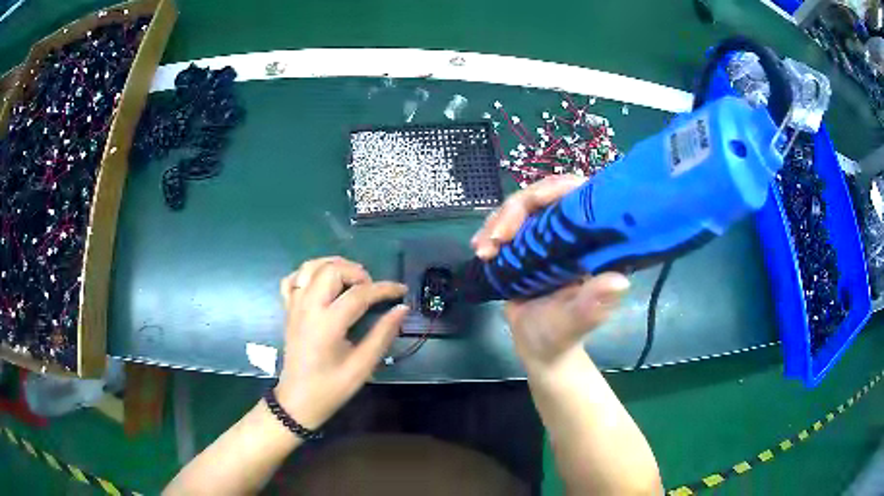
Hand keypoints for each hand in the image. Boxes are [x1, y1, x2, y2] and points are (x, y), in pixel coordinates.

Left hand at [275, 257, 407, 428]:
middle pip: (331, 270)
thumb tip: (402, 309)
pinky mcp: (288, 310)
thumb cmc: (331, 388)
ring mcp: (294, 306)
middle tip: (371, 289)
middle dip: (357, 272)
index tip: (401, 291)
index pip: (359, 293)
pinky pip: (292, 279)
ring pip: (310, 267)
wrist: (297, 400)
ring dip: (333, 265)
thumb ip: (382, 335)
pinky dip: (307, 274)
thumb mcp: (362, 366)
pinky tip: (321, 284)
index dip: (384, 289)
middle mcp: (308, 308)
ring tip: (350, 279)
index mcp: (327, 324)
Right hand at [471, 175, 629, 369]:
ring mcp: (548, 237)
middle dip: (516, 209)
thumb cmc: (561, 336)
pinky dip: (490, 232)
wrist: (537, 348)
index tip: (533, 201)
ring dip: (498, 221)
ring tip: (482, 249)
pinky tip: (479, 248)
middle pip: (545, 196)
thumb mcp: (577, 322)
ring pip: (523, 207)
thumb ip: (594, 305)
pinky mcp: (527, 245)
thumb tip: (620, 281)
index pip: (582, 198)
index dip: (559, 189)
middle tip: (496, 237)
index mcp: (594, 245)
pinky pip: (508, 225)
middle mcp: (573, 234)